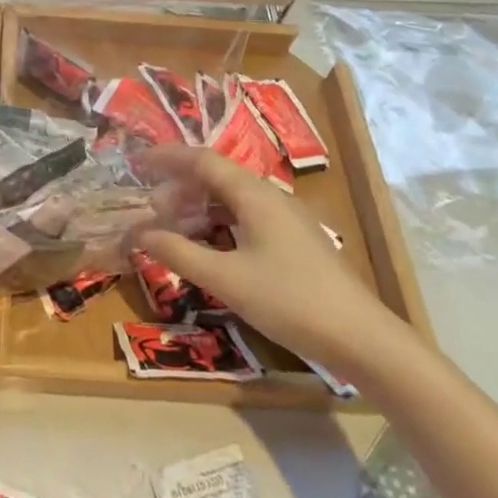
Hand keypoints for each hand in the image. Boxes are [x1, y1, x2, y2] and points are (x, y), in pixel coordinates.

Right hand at [135, 148, 404, 373]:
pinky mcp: (294, 241)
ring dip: (198, 209)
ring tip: (173, 230)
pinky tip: (208, 249)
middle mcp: (270, 197)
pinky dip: (218, 225)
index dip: (167, 158)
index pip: (202, 160)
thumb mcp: (225, 279)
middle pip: (216, 178)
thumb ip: (178, 253)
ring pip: (231, 199)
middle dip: (179, 189)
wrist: (361, 338)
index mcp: (253, 194)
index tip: (137, 163)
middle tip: (151, 211)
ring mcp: (285, 219)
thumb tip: (138, 233)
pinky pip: (246, 218)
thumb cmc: (289, 300)